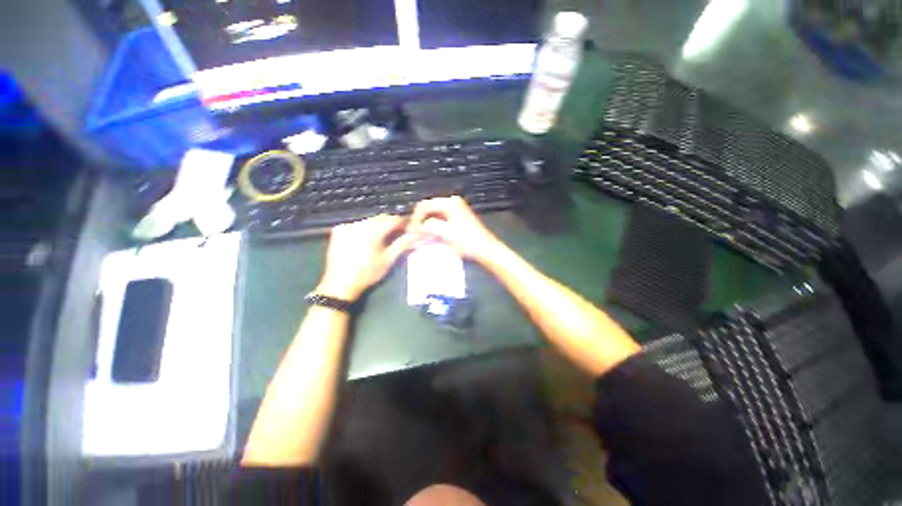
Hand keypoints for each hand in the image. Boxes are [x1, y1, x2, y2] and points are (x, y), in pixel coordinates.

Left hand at [317, 215, 416, 300]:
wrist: (340, 284)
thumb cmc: (367, 274)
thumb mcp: (388, 260)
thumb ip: (402, 244)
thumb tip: (416, 234)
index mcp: (371, 233)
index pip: (392, 219)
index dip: (403, 222)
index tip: (408, 228)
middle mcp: (358, 225)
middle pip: (380, 217)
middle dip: (391, 223)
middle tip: (398, 233)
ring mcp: (347, 226)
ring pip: (369, 220)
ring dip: (379, 225)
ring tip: (383, 237)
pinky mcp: (339, 230)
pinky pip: (357, 223)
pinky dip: (366, 227)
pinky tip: (368, 239)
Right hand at [408, 196, 502, 264]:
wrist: (486, 250)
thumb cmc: (468, 242)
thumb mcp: (446, 234)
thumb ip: (428, 227)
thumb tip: (415, 227)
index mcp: (450, 203)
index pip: (424, 206)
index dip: (415, 219)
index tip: (409, 232)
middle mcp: (453, 202)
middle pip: (428, 208)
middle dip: (419, 220)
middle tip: (412, 234)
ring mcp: (456, 208)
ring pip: (434, 213)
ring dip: (426, 223)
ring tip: (420, 235)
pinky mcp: (458, 216)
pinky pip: (440, 218)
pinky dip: (433, 225)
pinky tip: (430, 235)